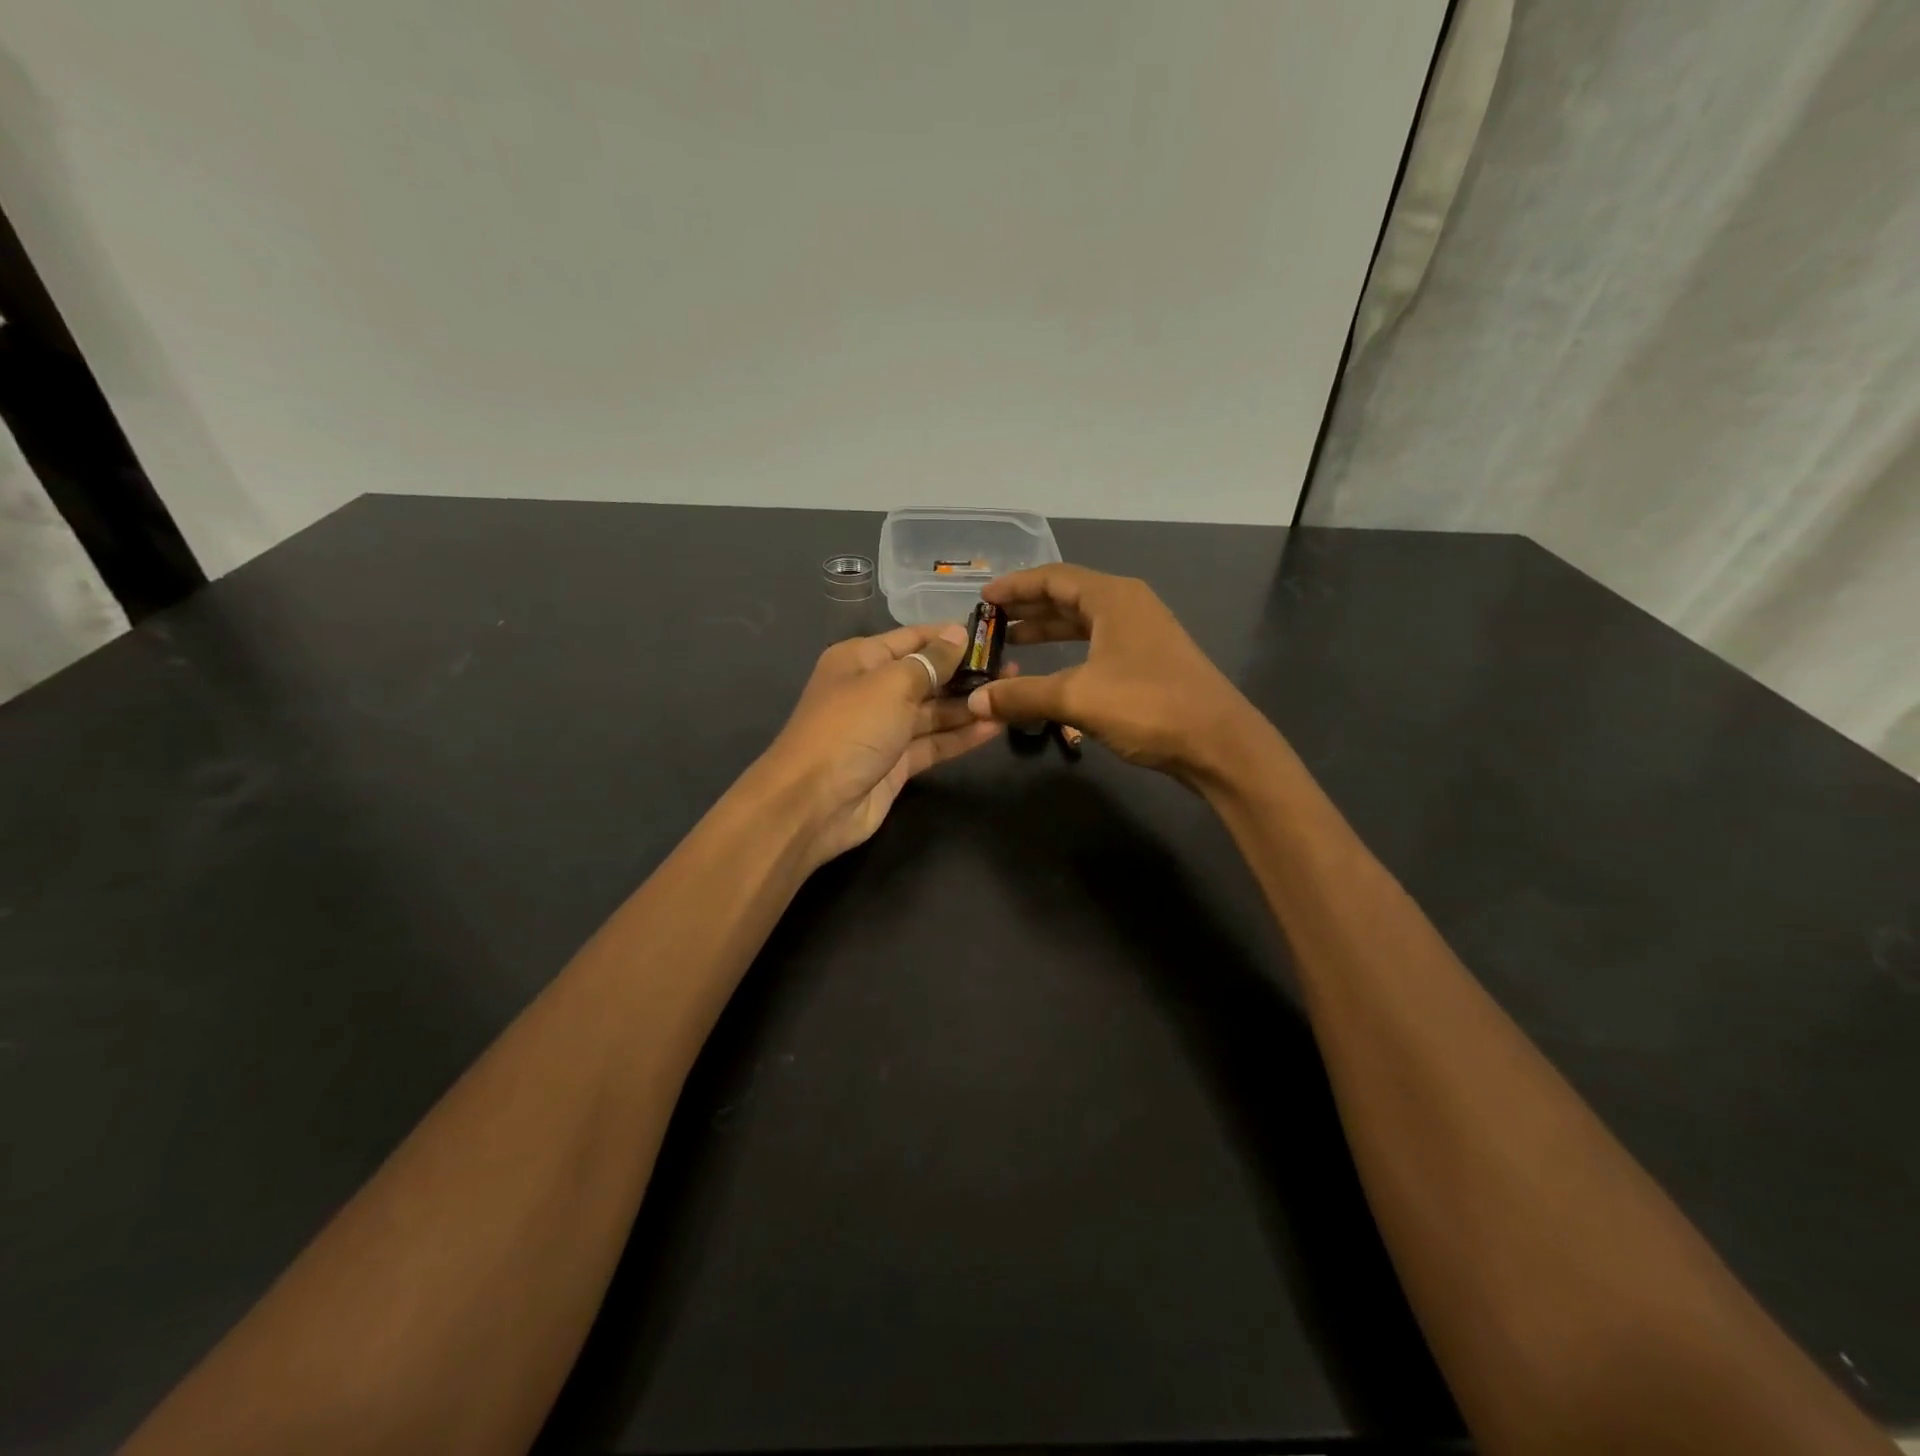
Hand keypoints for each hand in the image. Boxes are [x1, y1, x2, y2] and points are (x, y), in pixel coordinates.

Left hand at [753, 622, 1004, 867]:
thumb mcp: (891, 684)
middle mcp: (873, 690)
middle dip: (967, 672)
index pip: (913, 639)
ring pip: (934, 712)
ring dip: (969, 705)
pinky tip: (996, 726)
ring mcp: (885, 729)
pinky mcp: (897, 764)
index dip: (951, 636)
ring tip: (1012, 695)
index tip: (993, 634)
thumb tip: (958, 634)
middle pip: (927, 675)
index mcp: (861, 660)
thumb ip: (930, 662)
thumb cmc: (850, 729)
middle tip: (1014, 668)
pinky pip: (934, 743)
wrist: (813, 804)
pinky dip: (962, 735)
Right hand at [964, 564, 1258, 782]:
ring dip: (1047, 630)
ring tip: (1011, 642)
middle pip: (1068, 596)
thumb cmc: (1148, 706)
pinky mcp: (1148, 661)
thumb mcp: (1078, 698)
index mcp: (1113, 598)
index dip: (1015, 586)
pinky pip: (1097, 645)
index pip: (1054, 577)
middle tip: (990, 621)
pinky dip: (1069, 652)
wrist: (1218, 743)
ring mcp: (1142, 634)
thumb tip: (974, 702)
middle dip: (1028, 607)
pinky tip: (1051, 670)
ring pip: (1084, 622)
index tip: (983, 598)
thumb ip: (1023, 696)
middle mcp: (1128, 606)